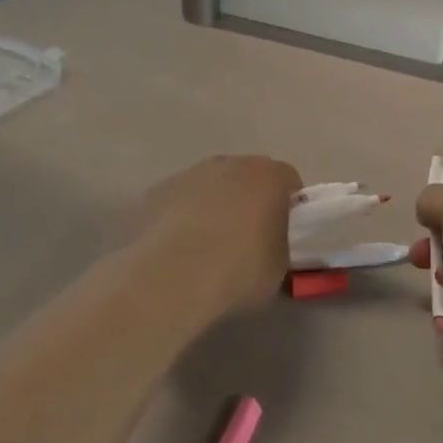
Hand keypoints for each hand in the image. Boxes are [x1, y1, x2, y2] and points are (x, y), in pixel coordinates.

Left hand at [126, 156, 302, 315]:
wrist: (170, 278)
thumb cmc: (237, 270)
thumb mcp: (279, 269)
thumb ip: (280, 247)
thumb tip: (271, 248)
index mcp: (267, 176)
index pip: (288, 181)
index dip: (288, 207)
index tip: (283, 234)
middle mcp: (228, 164)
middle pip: (246, 177)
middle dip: (248, 202)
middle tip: (246, 240)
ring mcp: (187, 174)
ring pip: (209, 187)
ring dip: (212, 208)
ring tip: (206, 249)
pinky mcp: (155, 192)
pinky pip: (177, 202)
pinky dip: (180, 218)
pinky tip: (176, 251)